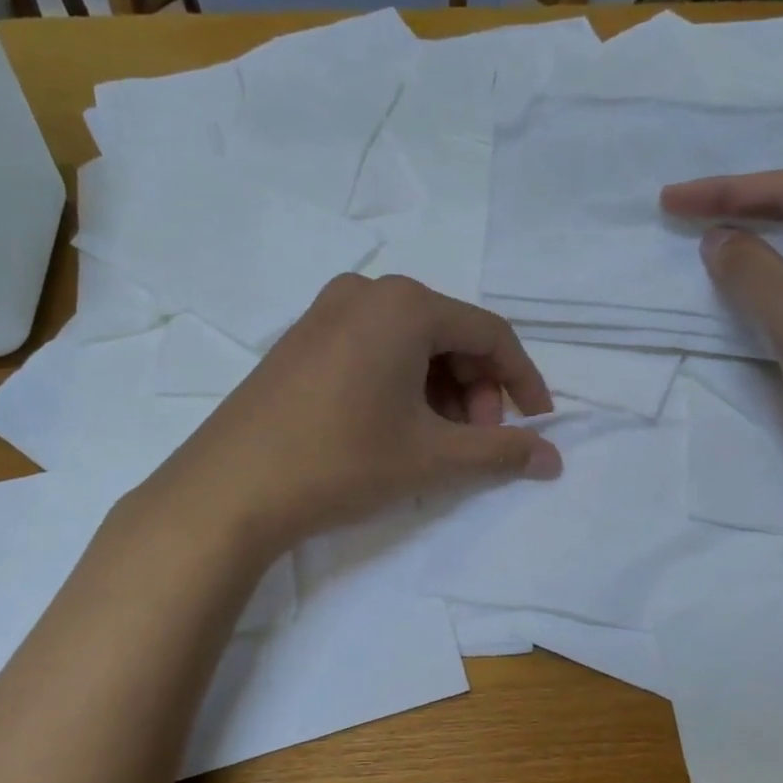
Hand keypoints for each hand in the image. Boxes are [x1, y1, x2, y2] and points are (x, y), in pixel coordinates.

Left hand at [150, 275, 560, 558]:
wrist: (229, 489)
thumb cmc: (342, 461)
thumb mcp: (432, 458)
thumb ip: (501, 452)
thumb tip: (553, 458)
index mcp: (405, 305)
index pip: (490, 334)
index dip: (523, 380)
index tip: (537, 424)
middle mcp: (367, 293)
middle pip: (450, 335)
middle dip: (476, 390)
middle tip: (476, 441)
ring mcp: (327, 312)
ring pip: (412, 344)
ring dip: (441, 390)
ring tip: (436, 442)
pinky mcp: (302, 338)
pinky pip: (374, 349)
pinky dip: (402, 384)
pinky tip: (396, 427)